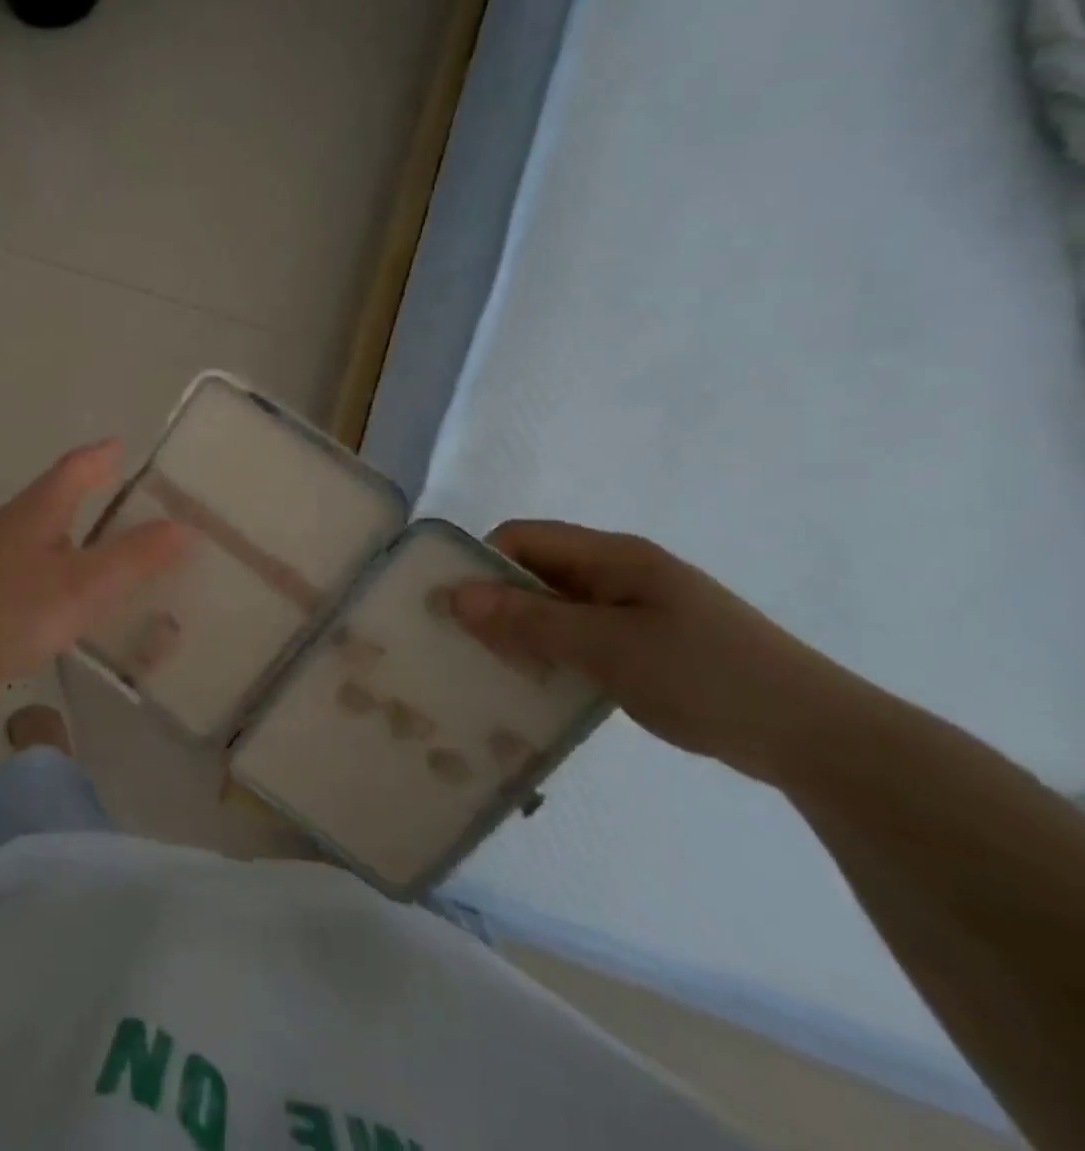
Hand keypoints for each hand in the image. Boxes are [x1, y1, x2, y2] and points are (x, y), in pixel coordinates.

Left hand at [0, 441, 189, 688]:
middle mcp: (13, 519)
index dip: (100, 455)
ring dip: (70, 520)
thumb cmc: (13, 610)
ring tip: (98, 534)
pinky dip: (54, 552)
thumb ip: (134, 557)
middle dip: (87, 485)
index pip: (75, 468)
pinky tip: (59, 580)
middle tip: (120, 487)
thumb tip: (184, 527)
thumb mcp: (84, 586)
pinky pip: (28, 552)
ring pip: (40, 523)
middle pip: (55, 491)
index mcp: (39, 509)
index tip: (121, 446)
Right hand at [450, 521, 869, 783]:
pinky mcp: (654, 643)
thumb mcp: (606, 648)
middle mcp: (622, 571)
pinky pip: (585, 635)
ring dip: (527, 632)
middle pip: (538, 570)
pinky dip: (558, 653)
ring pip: (559, 606)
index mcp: (613, 555)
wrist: (821, 739)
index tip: (455, 609)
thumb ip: (528, 621)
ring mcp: (641, 607)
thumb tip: (455, 595)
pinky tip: (548, 686)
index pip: (523, 538)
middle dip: (499, 602)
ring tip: (500, 670)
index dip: (483, 564)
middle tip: (469, 646)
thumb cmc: (706, 678)